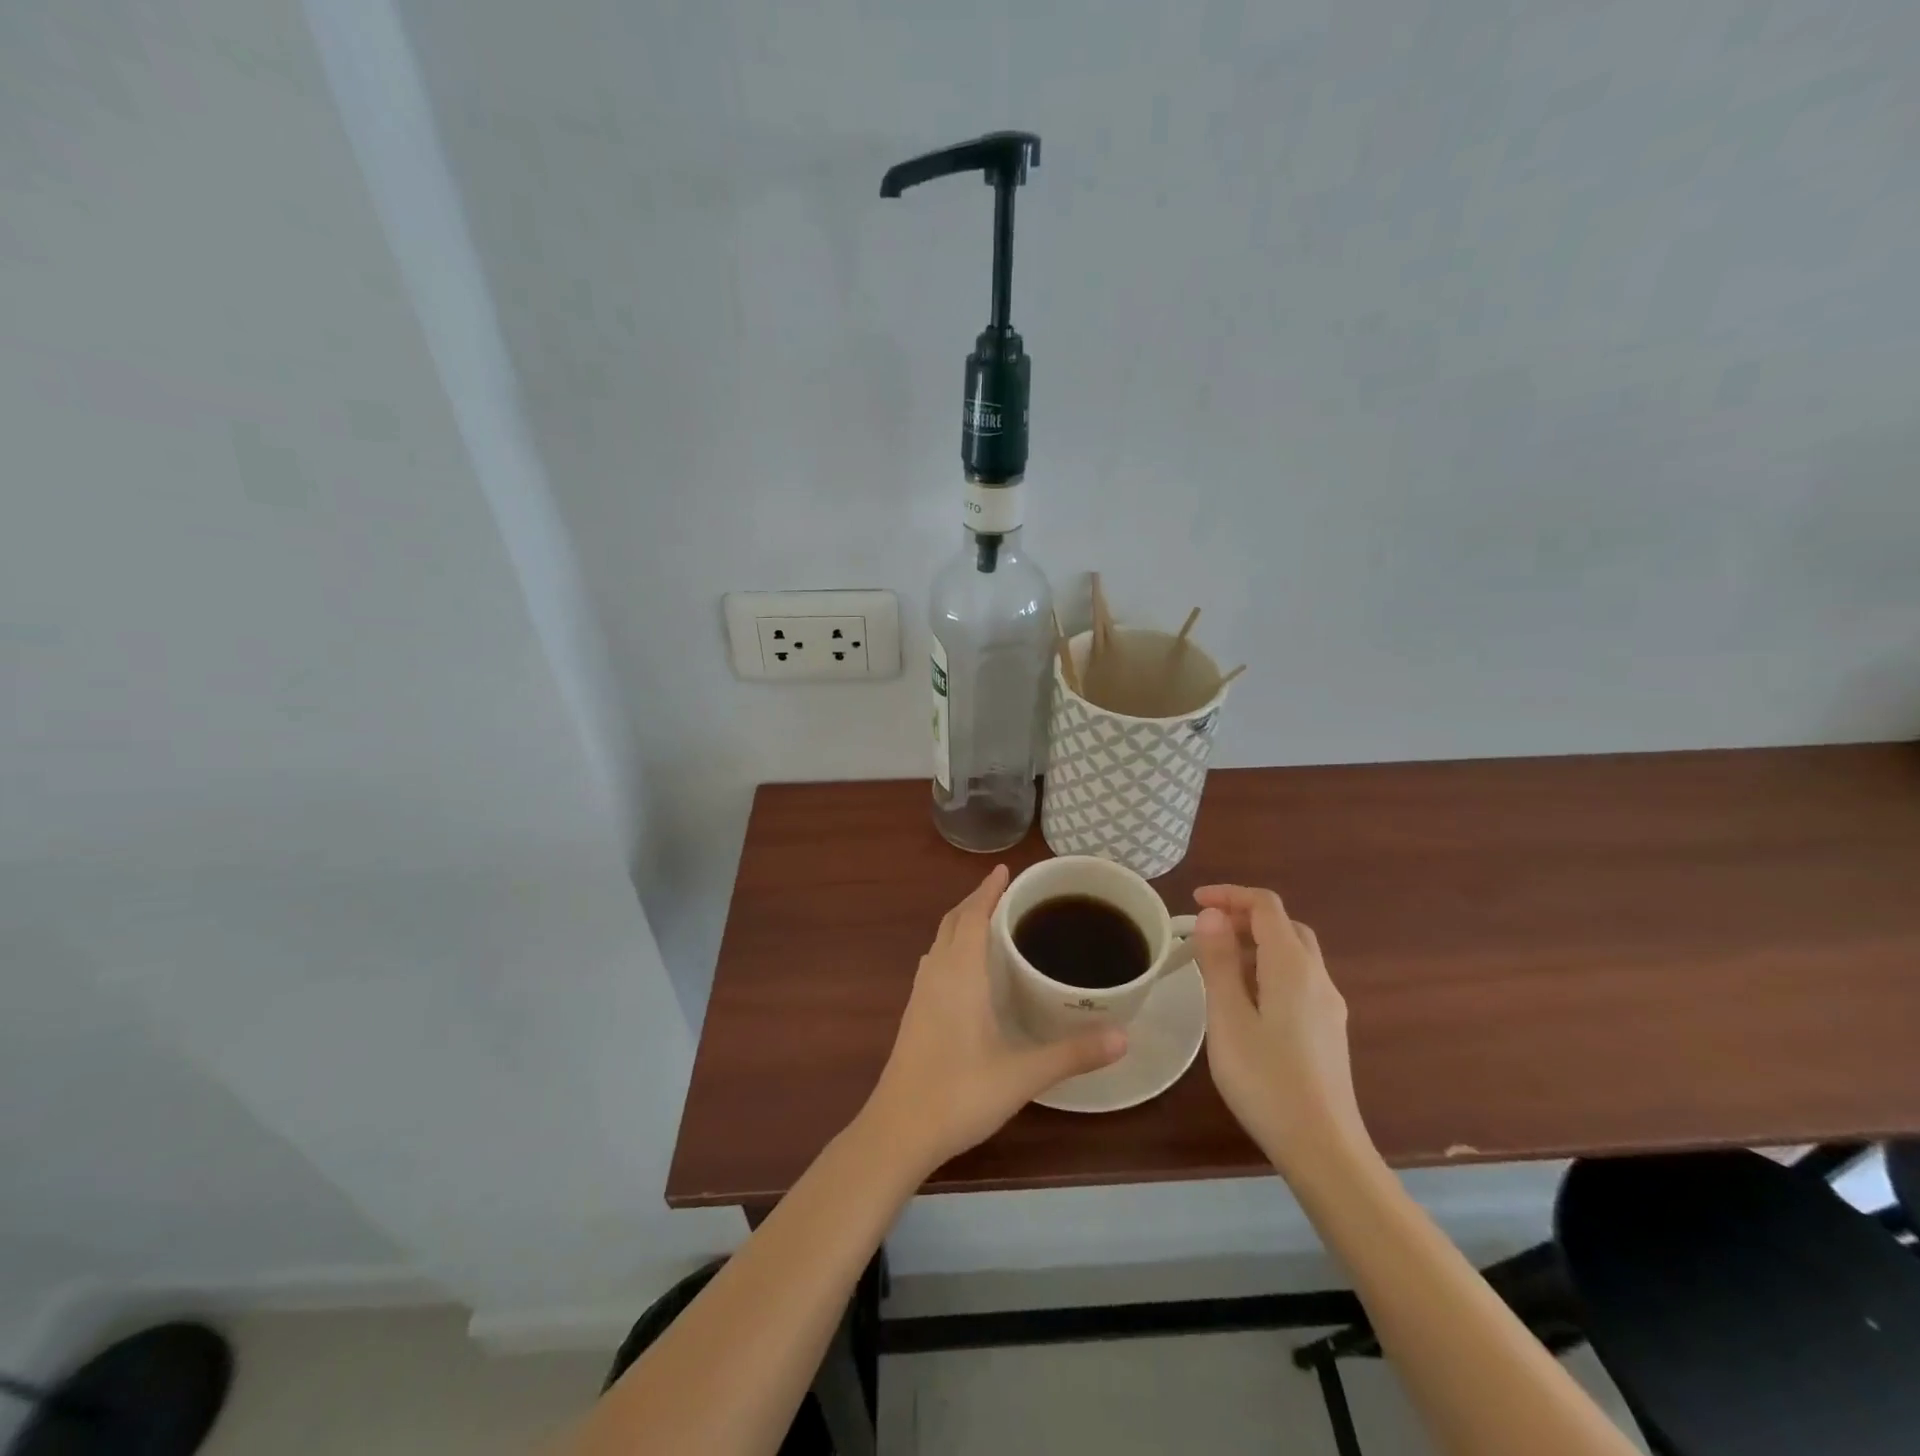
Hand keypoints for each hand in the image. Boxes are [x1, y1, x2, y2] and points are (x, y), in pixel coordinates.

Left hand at [863, 866, 1126, 1175]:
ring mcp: (919, 994)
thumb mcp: (1022, 1075)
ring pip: (939, 942)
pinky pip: (934, 963)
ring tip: (989, 922)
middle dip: (975, 901)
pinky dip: (951, 948)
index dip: (987, 891)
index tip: (1005, 870)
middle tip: (1006, 892)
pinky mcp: (913, 1014)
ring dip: (960, 923)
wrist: (898, 1130)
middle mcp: (936, 975)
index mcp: (959, 975)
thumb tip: (1124, 1037)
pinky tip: (967, 970)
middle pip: (952, 922)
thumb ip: (1072, 1054)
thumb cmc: (959, 1094)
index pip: (971, 916)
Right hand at [1192, 884, 1371, 1175]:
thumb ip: (1219, 961)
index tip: (1193, 902)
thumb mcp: (1228, 1017)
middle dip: (1244, 916)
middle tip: (1206, 931)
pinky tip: (1246, 1001)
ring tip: (1217, 964)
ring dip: (1257, 944)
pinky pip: (1298, 980)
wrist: (1324, 1148)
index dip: (1229, 895)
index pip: (1265, 906)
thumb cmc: (1266, 1079)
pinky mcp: (1329, 1031)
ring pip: (1294, 954)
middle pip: (1284, 926)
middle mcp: (1317, 977)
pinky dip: (1269, 969)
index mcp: (1292, 966)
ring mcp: (1329, 1006)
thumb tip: (1213, 915)